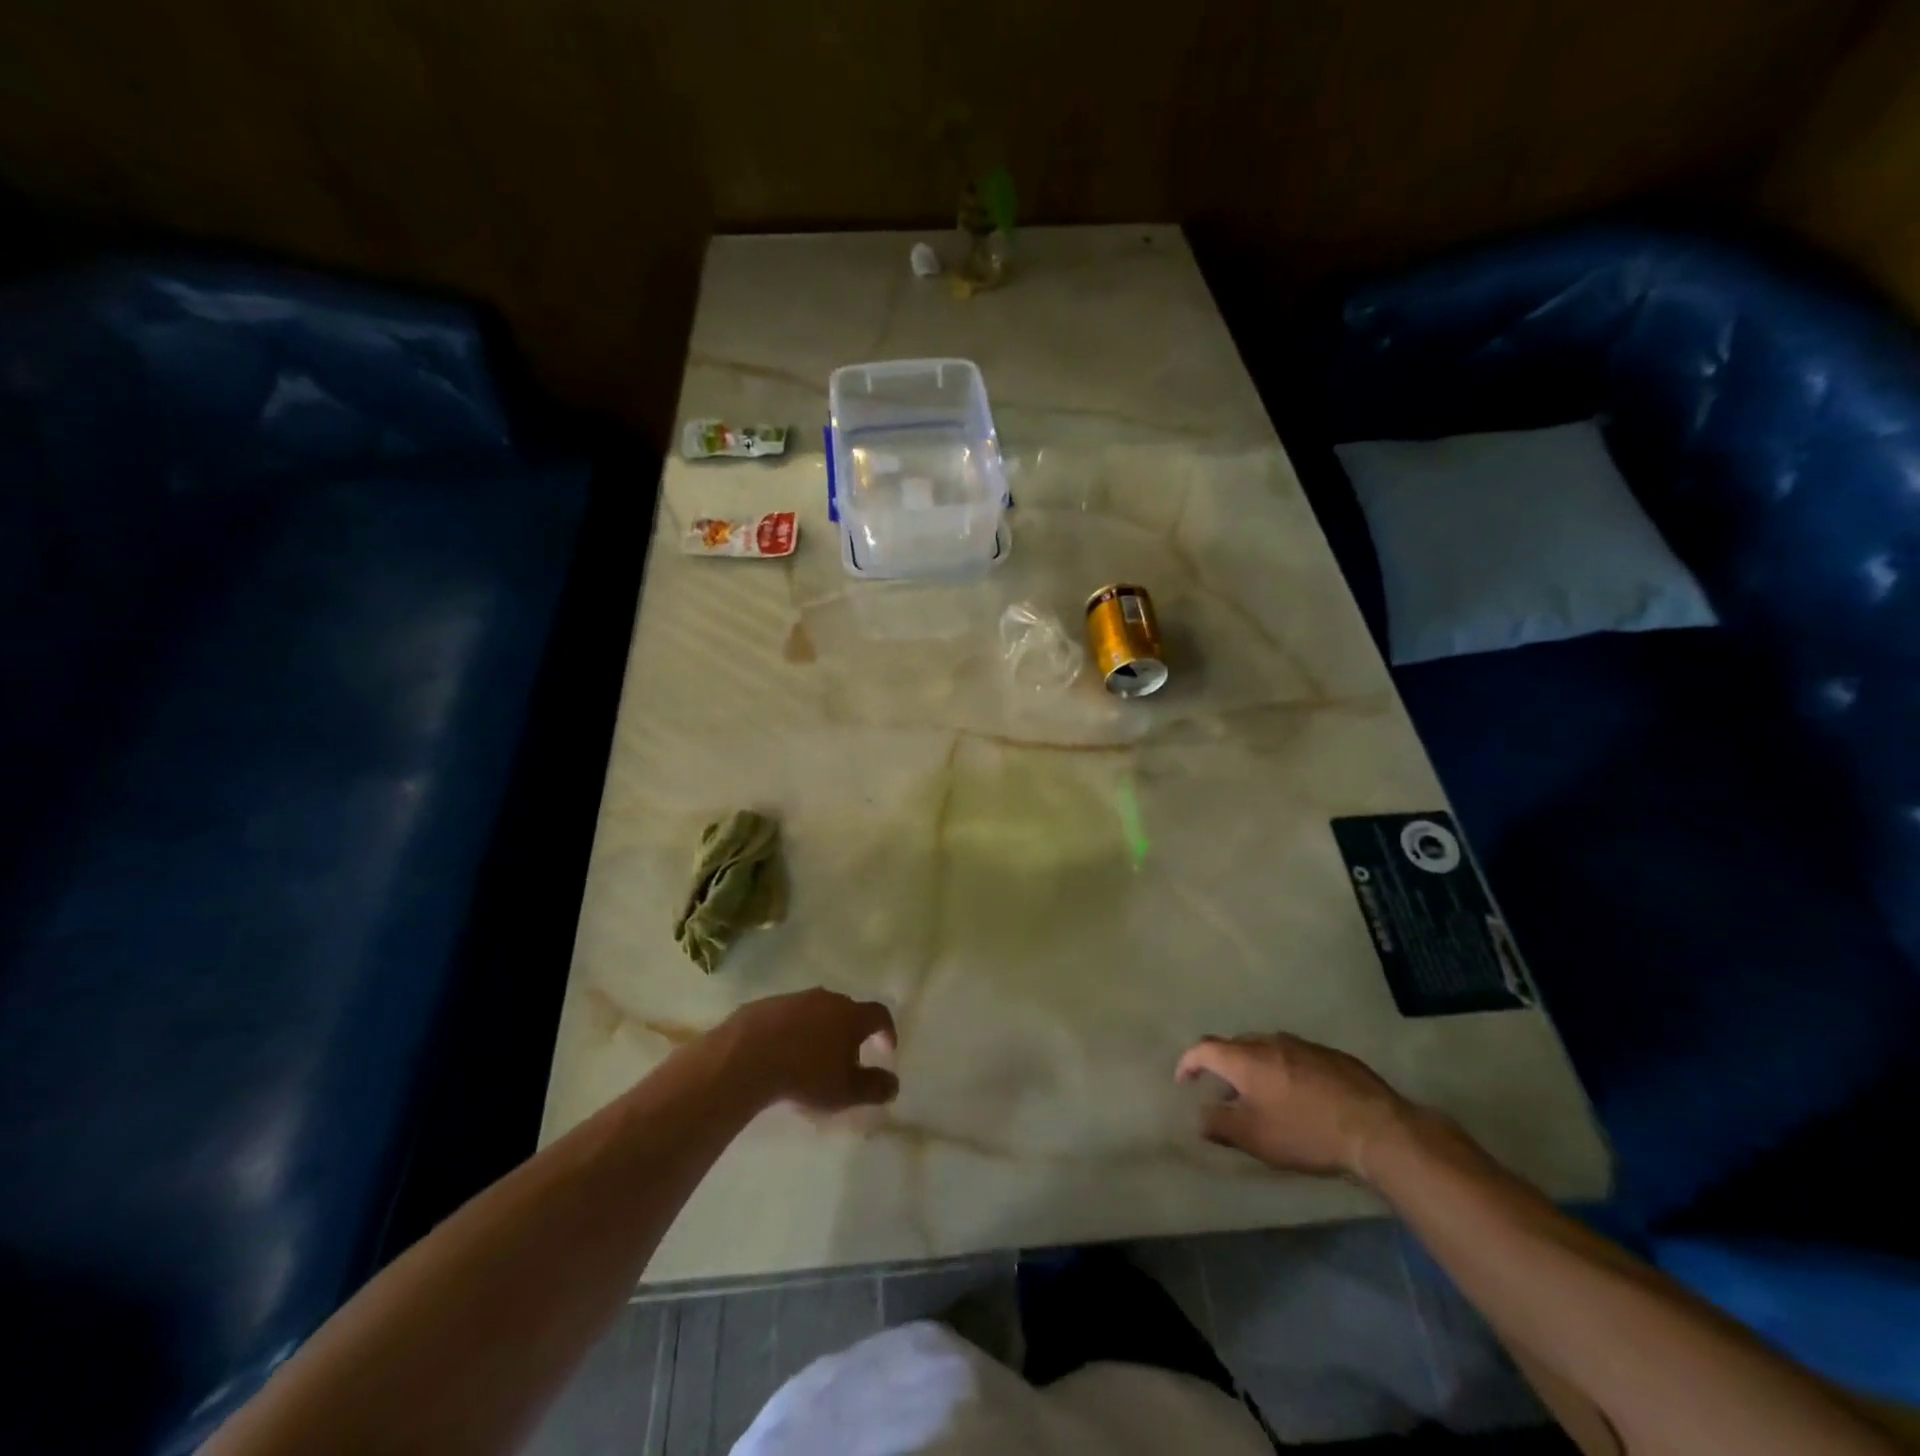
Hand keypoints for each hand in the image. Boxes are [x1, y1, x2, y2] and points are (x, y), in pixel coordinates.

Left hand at [721, 989, 898, 1112]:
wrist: (748, 1055)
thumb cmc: (806, 1074)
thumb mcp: (845, 1091)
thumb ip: (874, 1088)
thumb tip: (894, 1084)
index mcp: (851, 1015)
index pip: (879, 1014)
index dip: (887, 1031)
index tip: (887, 1049)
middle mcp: (828, 999)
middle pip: (848, 1010)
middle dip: (852, 1032)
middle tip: (848, 1058)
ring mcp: (796, 998)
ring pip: (818, 1011)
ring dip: (822, 1029)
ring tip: (814, 1057)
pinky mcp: (768, 1004)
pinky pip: (790, 1016)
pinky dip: (795, 1030)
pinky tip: (783, 1052)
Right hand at [1176, 1033, 1410, 1181]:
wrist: (1375, 1128)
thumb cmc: (1305, 1132)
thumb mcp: (1255, 1138)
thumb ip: (1220, 1125)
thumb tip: (1199, 1117)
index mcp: (1245, 1058)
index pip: (1204, 1048)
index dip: (1189, 1062)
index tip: (1185, 1081)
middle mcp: (1269, 1042)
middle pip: (1235, 1046)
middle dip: (1224, 1065)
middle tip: (1226, 1093)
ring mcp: (1302, 1045)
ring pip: (1267, 1049)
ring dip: (1256, 1066)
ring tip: (1262, 1094)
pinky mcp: (1330, 1055)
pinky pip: (1295, 1056)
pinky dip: (1285, 1069)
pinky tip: (1299, 1095)